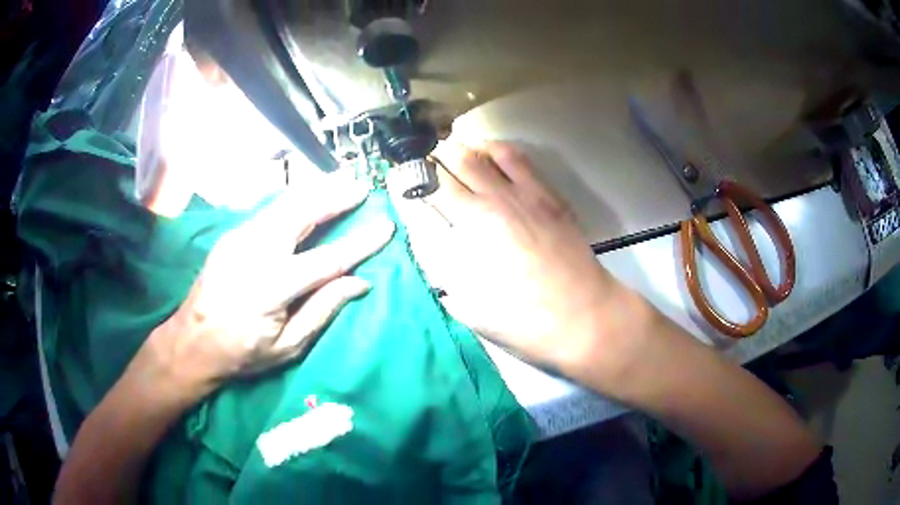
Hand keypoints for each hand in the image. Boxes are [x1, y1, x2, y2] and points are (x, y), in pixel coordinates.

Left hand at [138, 173, 394, 398]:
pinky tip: (309, 197)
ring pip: (285, 203)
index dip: (360, 242)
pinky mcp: (232, 235)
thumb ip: (322, 310)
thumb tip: (359, 282)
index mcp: (273, 286)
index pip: (328, 258)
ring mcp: (240, 238)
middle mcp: (256, 252)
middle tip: (362, 185)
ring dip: (316, 190)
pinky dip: (295, 199)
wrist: (191, 342)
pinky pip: (270, 210)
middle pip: (303, 213)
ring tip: (341, 180)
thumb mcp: (286, 347)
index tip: (386, 225)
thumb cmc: (241, 353)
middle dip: (335, 195)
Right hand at [392, 142, 646, 377]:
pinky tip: (487, 153)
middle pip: (445, 165)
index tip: (395, 179)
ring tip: (449, 151)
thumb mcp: (468, 307)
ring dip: (456, 149)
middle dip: (425, 159)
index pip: (419, 197)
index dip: (401, 182)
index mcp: (461, 241)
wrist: (582, 316)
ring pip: (476, 153)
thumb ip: (442, 271)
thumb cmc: (523, 322)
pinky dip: (492, 148)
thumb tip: (430, 242)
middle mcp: (484, 208)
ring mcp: (517, 195)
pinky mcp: (544, 193)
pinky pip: (513, 156)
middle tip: (420, 163)